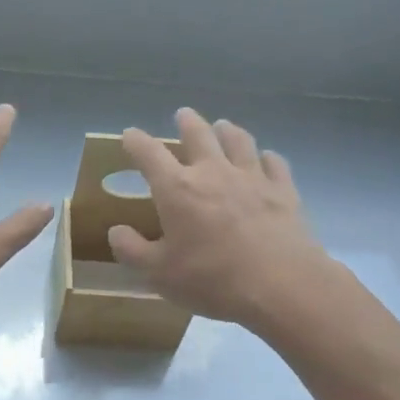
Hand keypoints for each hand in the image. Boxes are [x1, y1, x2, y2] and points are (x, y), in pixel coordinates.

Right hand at [108, 108, 337, 329]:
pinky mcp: (283, 191)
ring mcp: (252, 178)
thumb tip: (116, 231)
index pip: (149, 154)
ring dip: (228, 131)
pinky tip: (266, 158)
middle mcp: (213, 172)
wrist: (281, 285)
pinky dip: (266, 157)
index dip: (136, 142)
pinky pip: (274, 163)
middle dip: (187, 123)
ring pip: (239, 141)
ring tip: (223, 126)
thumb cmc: (211, 279)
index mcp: (177, 189)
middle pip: (199, 135)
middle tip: (182, 115)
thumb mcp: (158, 273)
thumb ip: (132, 250)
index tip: (129, 135)